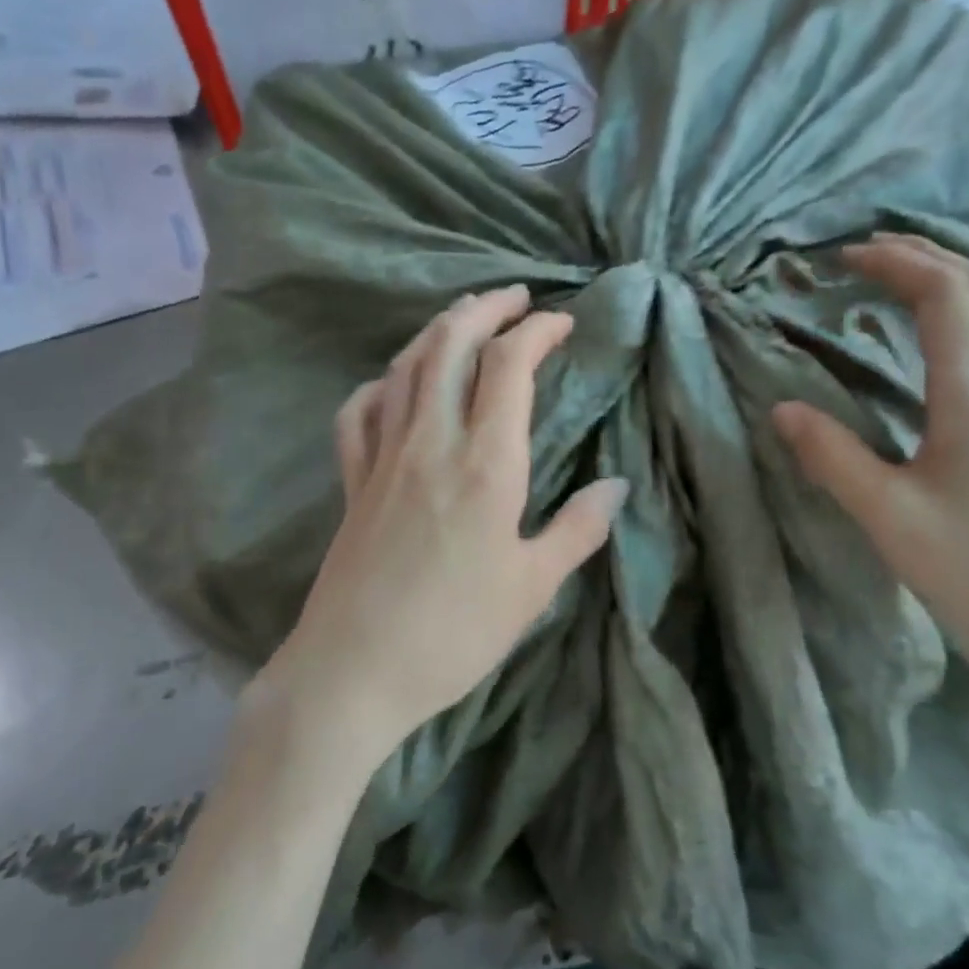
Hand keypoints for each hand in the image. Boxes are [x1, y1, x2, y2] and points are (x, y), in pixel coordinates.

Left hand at [266, 285, 627, 769]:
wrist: (353, 672)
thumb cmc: (454, 633)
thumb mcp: (533, 588)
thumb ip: (577, 530)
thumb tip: (617, 487)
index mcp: (485, 464)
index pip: (509, 367)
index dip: (537, 332)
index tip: (562, 323)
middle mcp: (431, 443)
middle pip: (450, 346)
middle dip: (485, 309)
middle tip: (515, 296)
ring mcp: (383, 458)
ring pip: (405, 369)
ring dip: (437, 332)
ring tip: (463, 319)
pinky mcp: (352, 483)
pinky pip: (358, 413)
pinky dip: (380, 384)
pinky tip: (393, 384)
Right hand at [772, 233, 968, 699]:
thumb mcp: (887, 516)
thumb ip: (831, 457)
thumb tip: (782, 409)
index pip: (942, 294)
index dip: (894, 262)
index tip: (842, 258)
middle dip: (923, 255)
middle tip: (866, 255)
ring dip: (956, 279)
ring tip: (905, 284)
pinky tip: (951, 342)